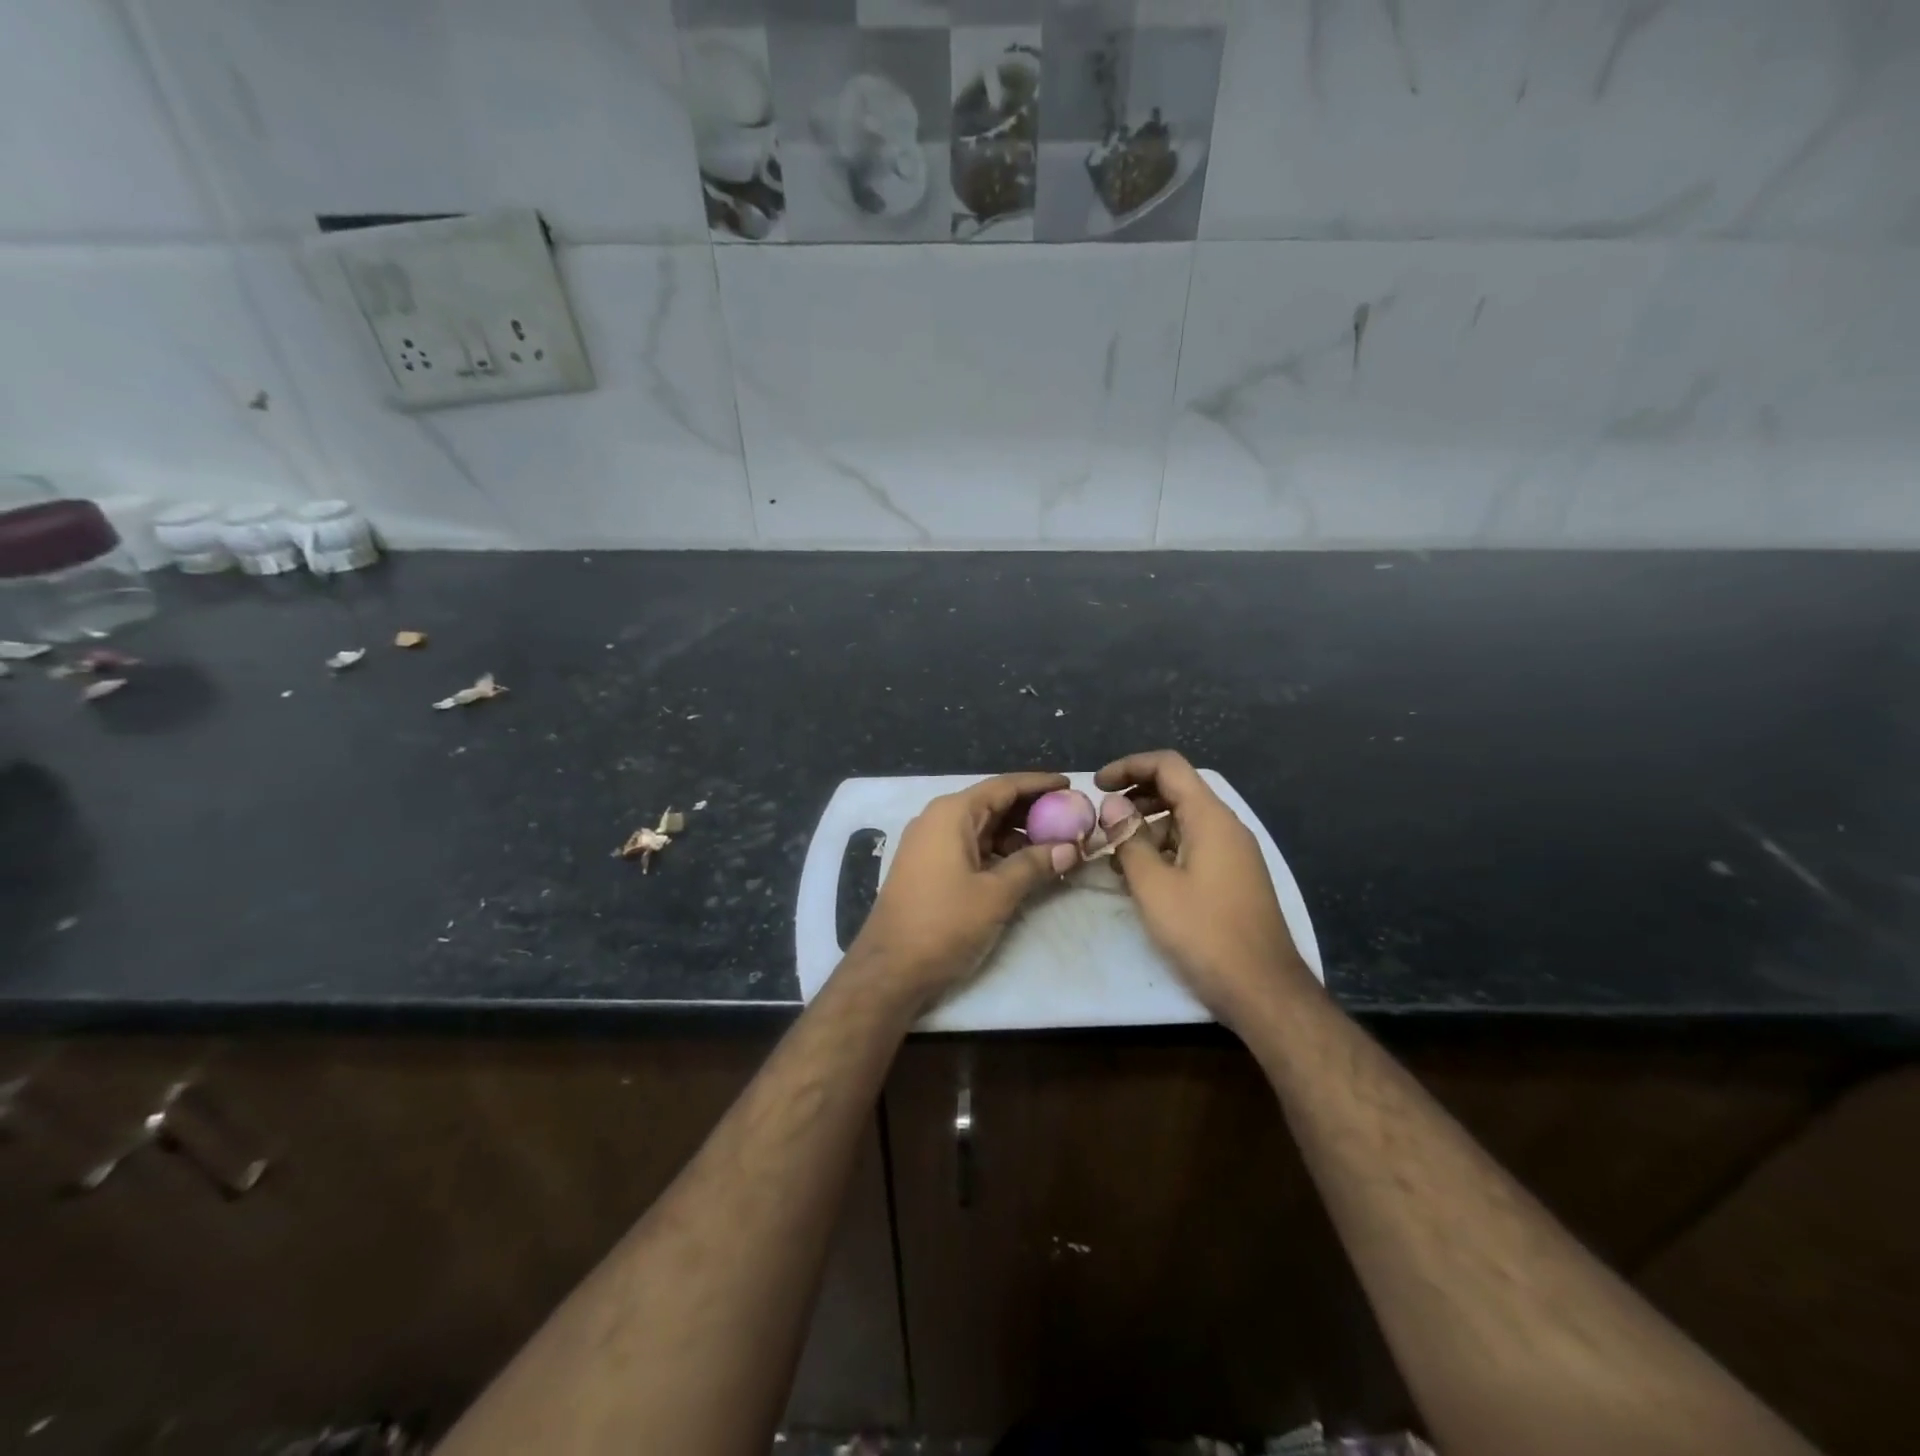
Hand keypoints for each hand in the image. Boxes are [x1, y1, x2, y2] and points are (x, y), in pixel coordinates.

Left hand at [848, 771, 1079, 1009]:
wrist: (890, 969)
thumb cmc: (944, 923)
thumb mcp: (996, 894)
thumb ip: (1034, 865)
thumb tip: (1071, 848)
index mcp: (952, 814)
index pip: (1004, 786)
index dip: (1039, 784)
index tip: (1071, 785)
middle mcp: (938, 820)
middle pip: (994, 804)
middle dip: (1033, 811)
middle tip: (1071, 819)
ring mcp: (931, 844)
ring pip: (984, 829)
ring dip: (1018, 836)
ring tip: (1057, 847)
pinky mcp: (929, 867)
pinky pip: (972, 848)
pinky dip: (1000, 853)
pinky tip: (1026, 867)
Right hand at [1095, 750, 1313, 1029]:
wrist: (1262, 990)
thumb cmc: (1204, 933)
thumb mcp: (1154, 886)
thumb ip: (1129, 839)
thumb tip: (1112, 806)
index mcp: (1210, 818)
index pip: (1168, 766)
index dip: (1129, 767)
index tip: (1097, 786)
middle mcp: (1226, 827)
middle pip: (1177, 790)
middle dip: (1134, 798)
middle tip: (1101, 820)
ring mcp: (1233, 854)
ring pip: (1183, 821)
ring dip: (1146, 828)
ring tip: (1113, 854)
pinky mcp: (1232, 878)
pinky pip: (1192, 846)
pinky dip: (1163, 850)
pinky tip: (1139, 877)